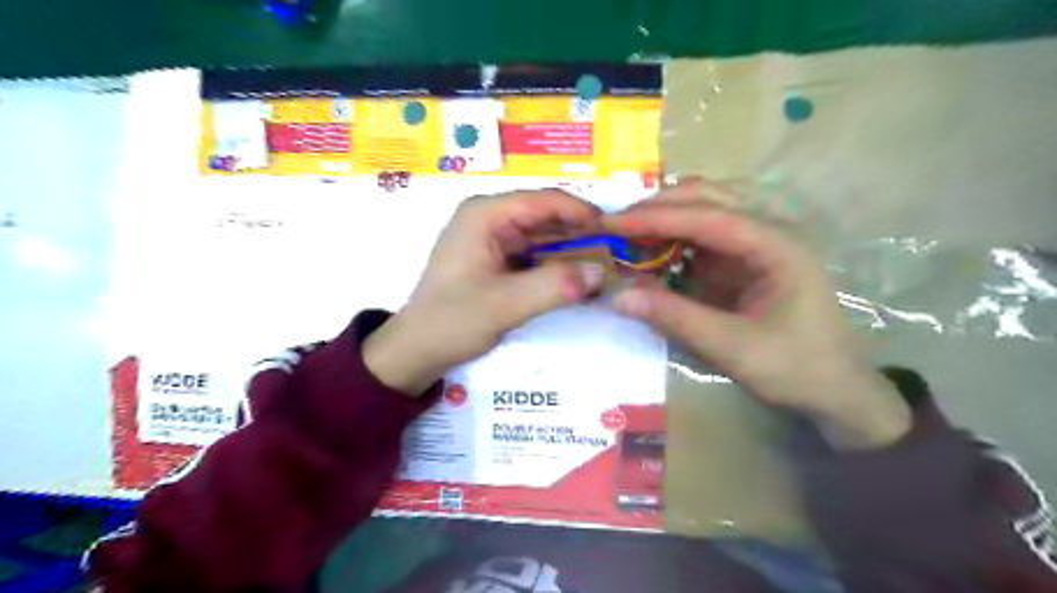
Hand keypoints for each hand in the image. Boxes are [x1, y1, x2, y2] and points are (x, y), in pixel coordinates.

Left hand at [367, 190, 606, 397]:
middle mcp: (489, 219)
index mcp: (484, 214)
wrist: (417, 350)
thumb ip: (554, 287)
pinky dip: (557, 265)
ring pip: (543, 237)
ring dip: (572, 251)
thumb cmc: (452, 321)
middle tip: (618, 252)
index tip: (617, 231)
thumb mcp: (504, 305)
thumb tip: (602, 274)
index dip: (582, 212)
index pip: (544, 201)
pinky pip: (535, 256)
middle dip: (581, 234)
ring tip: (607, 266)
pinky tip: (580, 278)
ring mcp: (493, 239)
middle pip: (546, 217)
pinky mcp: (497, 260)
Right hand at [607, 181, 912, 448]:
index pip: (708, 217)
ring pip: (707, 209)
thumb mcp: (733, 349)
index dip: (656, 217)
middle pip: (709, 198)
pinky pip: (705, 235)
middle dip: (659, 206)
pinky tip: (652, 248)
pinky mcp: (747, 259)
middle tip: (614, 224)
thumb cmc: (796, 369)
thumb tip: (617, 296)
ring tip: (626, 231)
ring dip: (666, 216)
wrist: (837, 391)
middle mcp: (771, 231)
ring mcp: (759, 243)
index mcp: (779, 245)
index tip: (612, 223)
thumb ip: (675, 318)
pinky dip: (675, 237)